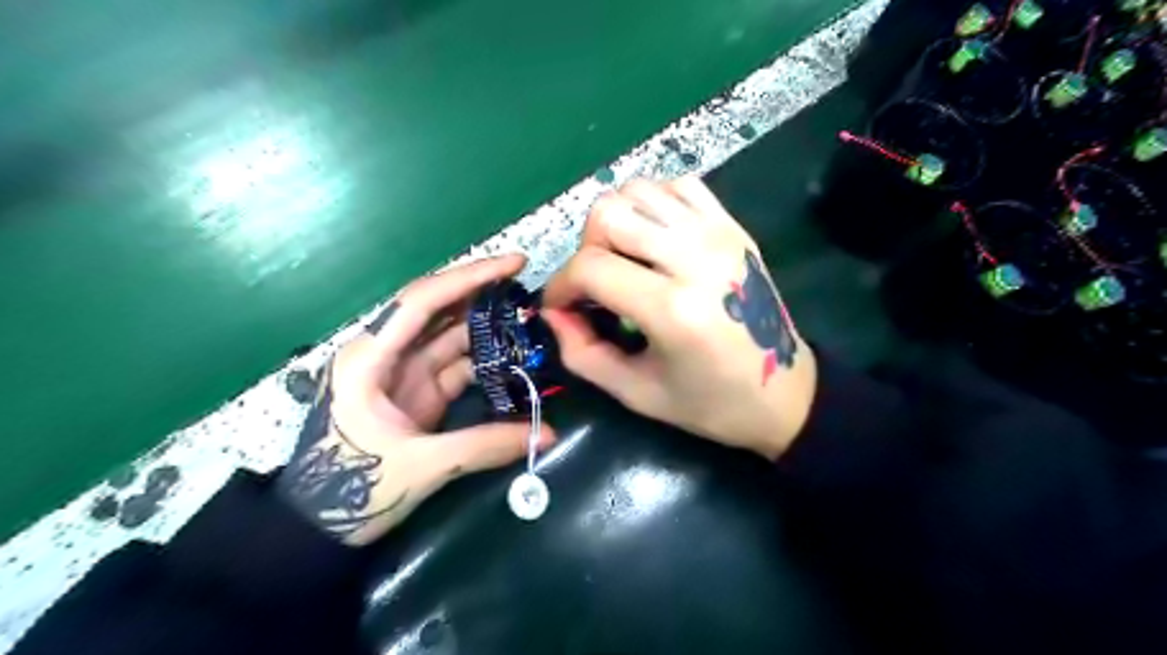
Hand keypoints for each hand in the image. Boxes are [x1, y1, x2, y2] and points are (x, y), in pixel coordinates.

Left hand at [277, 253, 551, 545]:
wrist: (316, 528)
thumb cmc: (351, 490)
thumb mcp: (420, 466)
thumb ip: (484, 445)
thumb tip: (547, 433)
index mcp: (370, 357)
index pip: (423, 300)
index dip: (470, 277)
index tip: (514, 264)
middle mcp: (386, 354)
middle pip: (439, 311)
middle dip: (483, 296)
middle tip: (529, 289)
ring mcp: (403, 374)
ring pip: (451, 337)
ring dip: (489, 329)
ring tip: (531, 323)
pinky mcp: (417, 394)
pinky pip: (456, 367)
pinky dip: (485, 363)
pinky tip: (514, 361)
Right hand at [541, 177, 813, 457]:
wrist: (785, 392)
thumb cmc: (710, 403)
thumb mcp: (637, 393)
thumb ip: (582, 354)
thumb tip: (553, 313)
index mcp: (672, 308)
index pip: (590, 267)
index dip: (560, 285)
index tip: (559, 307)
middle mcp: (695, 257)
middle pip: (608, 213)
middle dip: (585, 248)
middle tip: (595, 283)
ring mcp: (718, 234)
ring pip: (638, 189)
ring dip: (616, 221)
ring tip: (623, 259)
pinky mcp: (732, 226)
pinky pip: (677, 186)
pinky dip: (652, 203)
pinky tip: (654, 239)